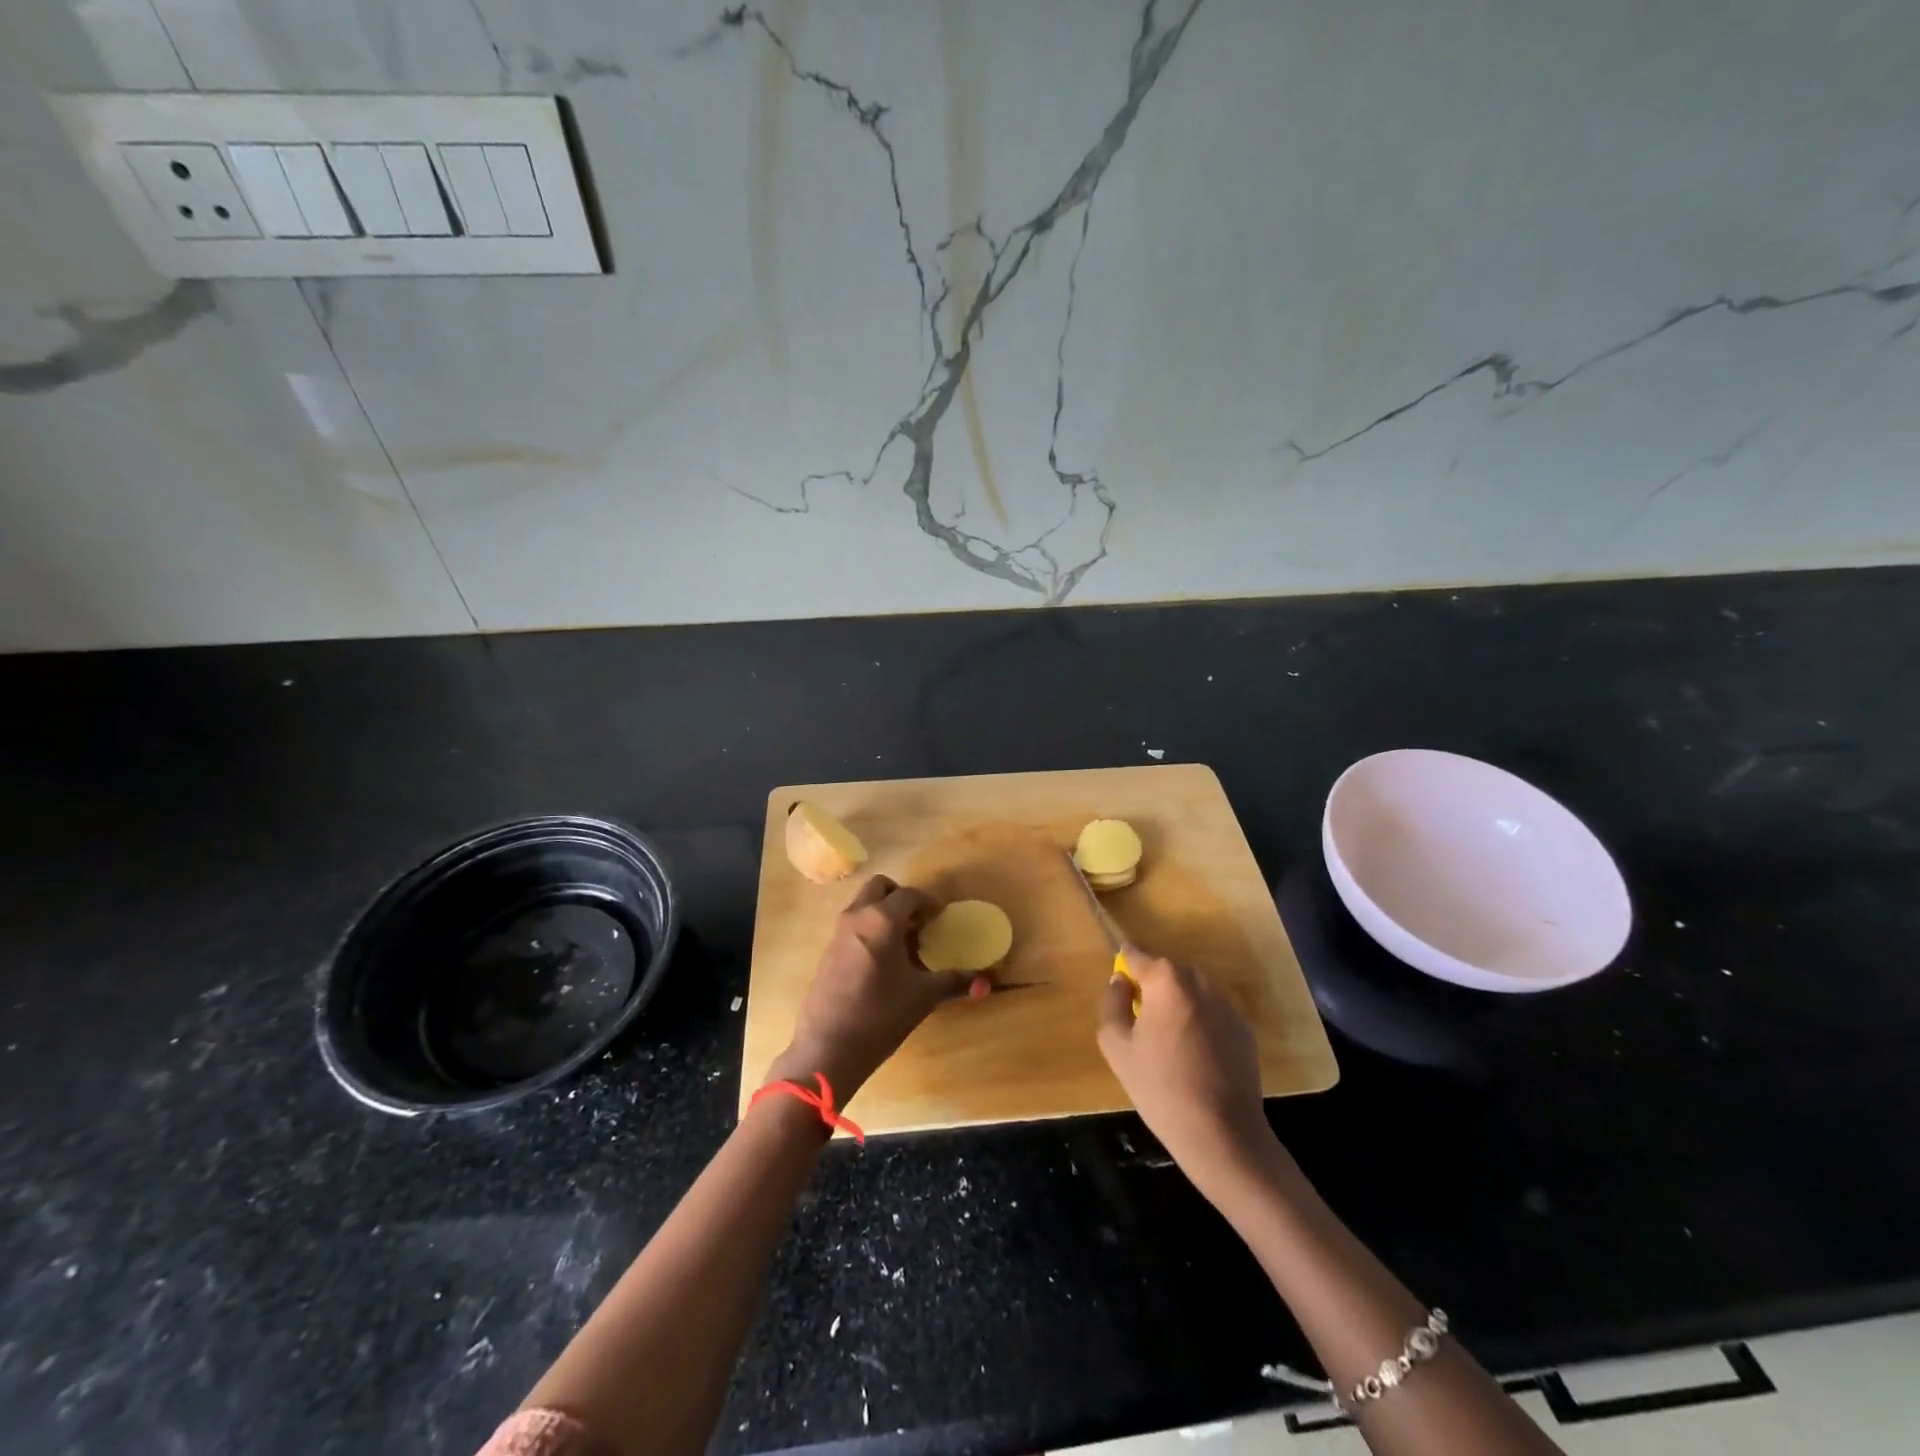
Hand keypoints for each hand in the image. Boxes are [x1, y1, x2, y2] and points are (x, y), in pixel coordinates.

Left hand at [767, 875, 975, 1098]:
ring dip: (884, 912)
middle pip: (880, 887)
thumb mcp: (923, 997)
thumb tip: (987, 982)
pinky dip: (870, 928)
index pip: (910, 894)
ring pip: (863, 904)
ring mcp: (838, 933)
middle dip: (901, 897)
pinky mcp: (827, 951)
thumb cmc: (880, 1016)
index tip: (942, 917)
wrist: (827, 1048)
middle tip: (919, 922)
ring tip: (904, 943)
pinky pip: (853, 925)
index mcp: (882, 920)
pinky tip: (883, 962)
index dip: (929, 902)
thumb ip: (955, 982)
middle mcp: (857, 916)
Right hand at [1097, 950, 1276, 1195]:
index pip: (1137, 955)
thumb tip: (1120, 982)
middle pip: (1168, 972)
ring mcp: (1227, 1005)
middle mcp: (1200, 982)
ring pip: (1192, 992)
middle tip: (1142, 1023)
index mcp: (1166, 980)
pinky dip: (1201, 1023)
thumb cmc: (1160, 1086)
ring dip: (1178, 1005)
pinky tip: (1196, 1058)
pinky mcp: (1244, 1029)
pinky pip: (1213, 1013)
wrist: (1222, 1133)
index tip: (1120, 984)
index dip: (1125, 965)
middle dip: (1153, 988)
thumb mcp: (1116, 1046)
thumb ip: (1111, 1002)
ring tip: (1170, 1043)